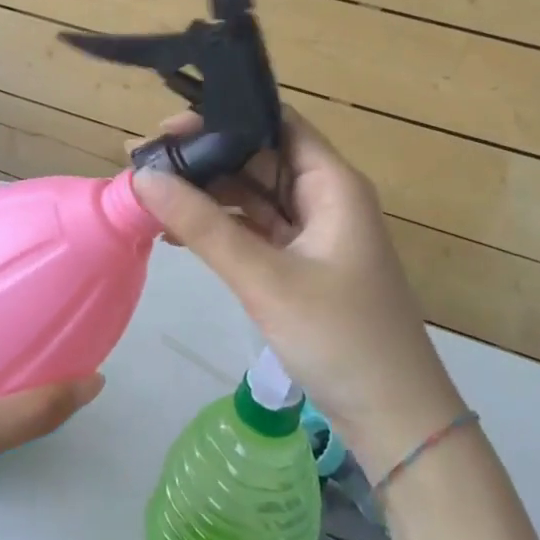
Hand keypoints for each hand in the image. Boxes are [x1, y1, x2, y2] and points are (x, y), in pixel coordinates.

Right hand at [131, 110, 463, 480]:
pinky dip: (218, 227)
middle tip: (143, 160)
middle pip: (257, 157)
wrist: (396, 422)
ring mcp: (312, 234)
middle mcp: (323, 198)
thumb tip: (144, 178)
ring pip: (252, 195)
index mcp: (332, 184)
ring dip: (206, 193)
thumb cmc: (341, 338)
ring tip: (149, 192)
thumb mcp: (265, 279)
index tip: (168, 127)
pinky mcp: (300, 265)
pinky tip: (176, 231)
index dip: (224, 117)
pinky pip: (253, 230)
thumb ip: (204, 226)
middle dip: (203, 156)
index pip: (276, 123)